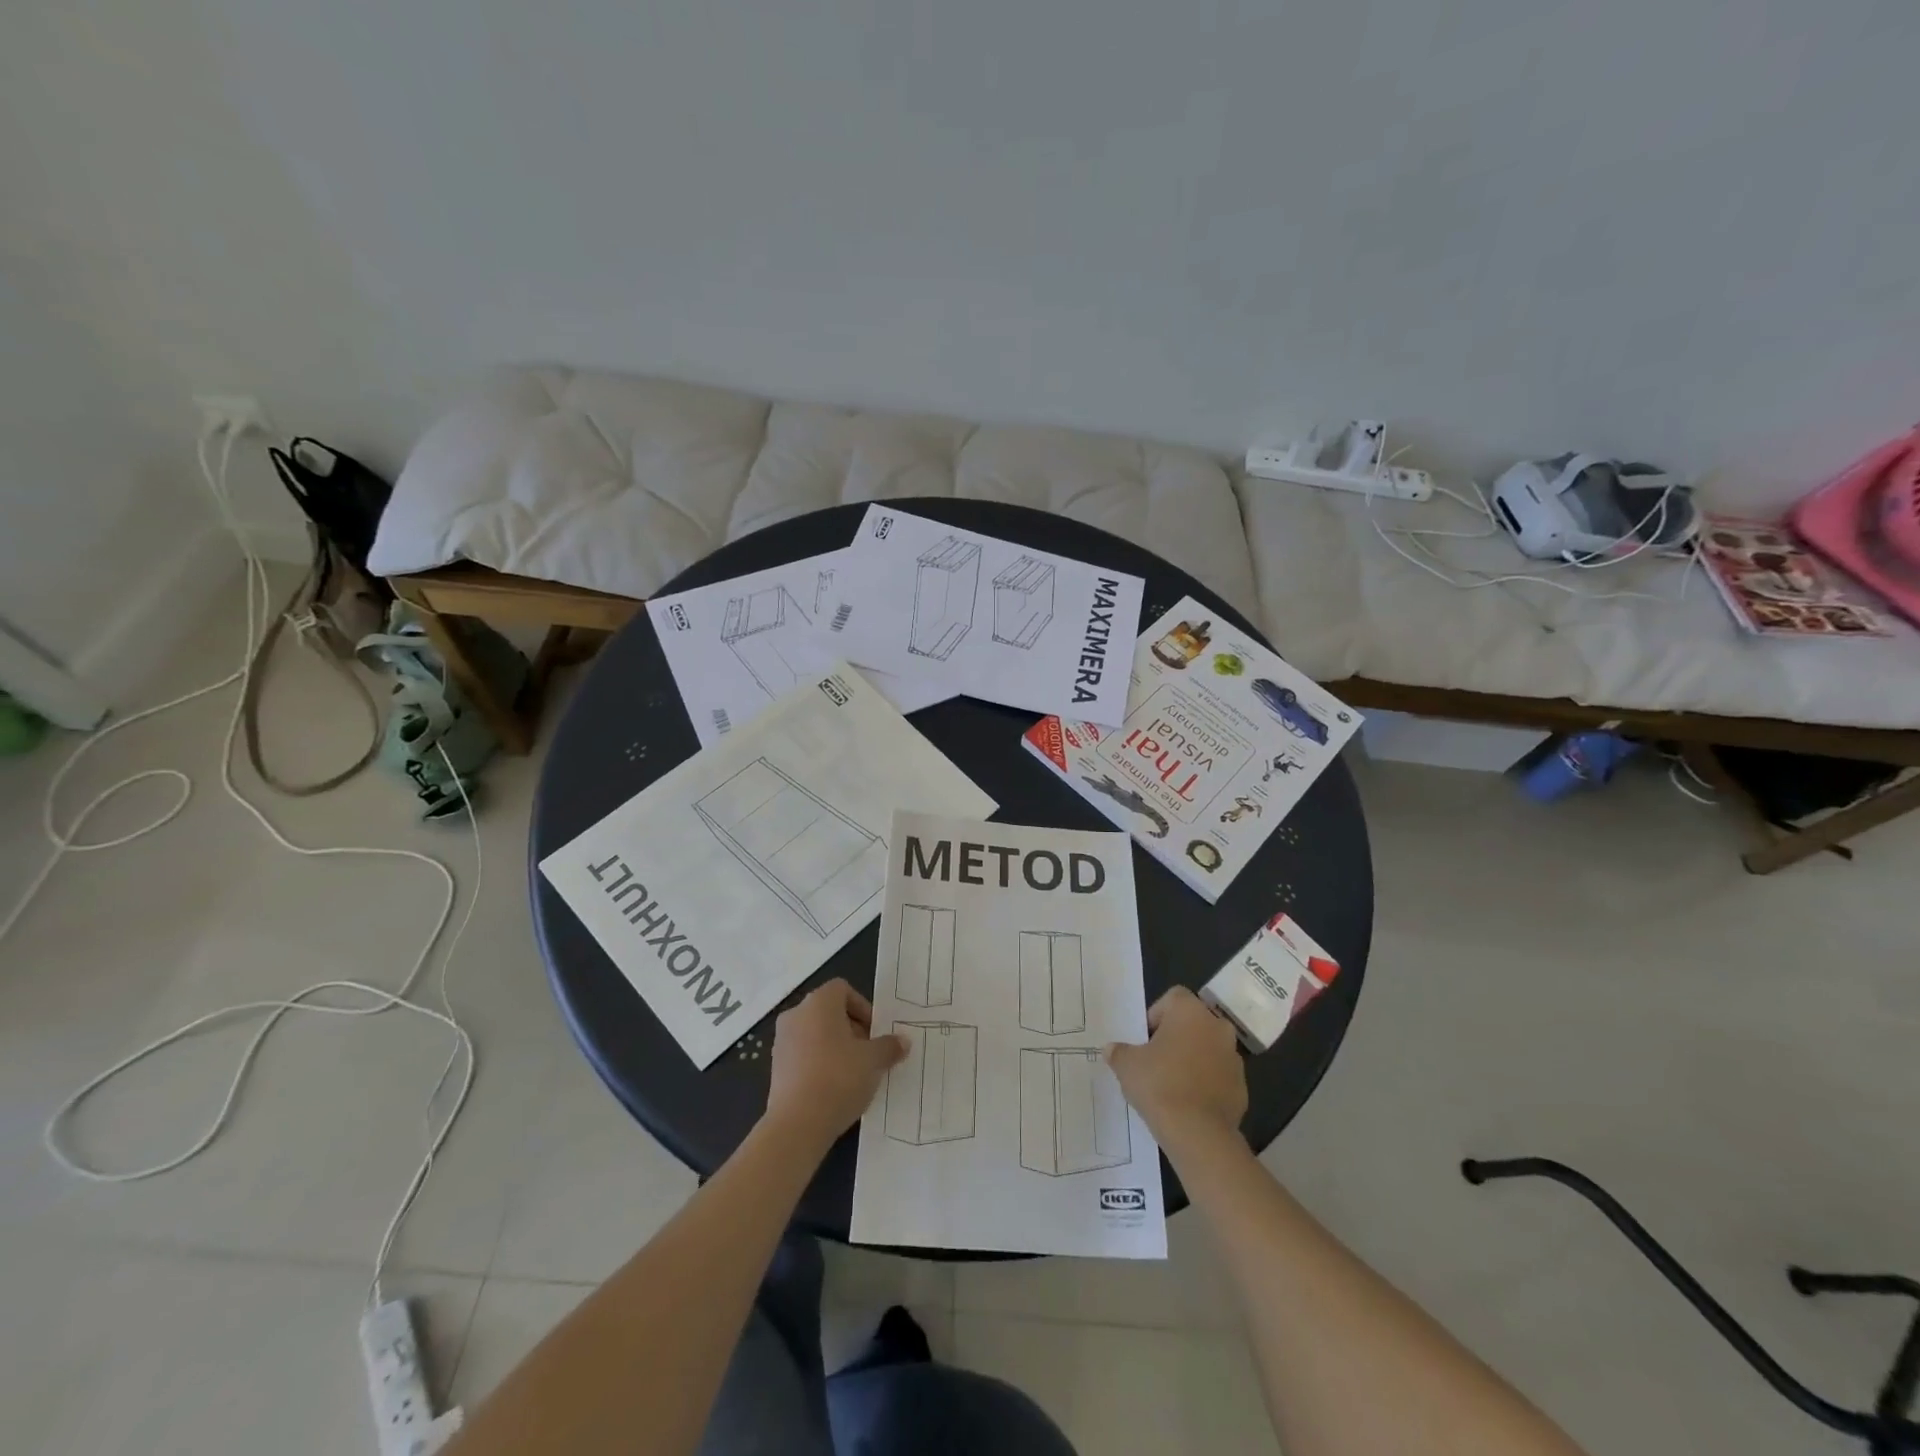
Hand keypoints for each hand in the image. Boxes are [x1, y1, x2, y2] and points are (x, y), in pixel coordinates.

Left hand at [765, 980, 907, 1153]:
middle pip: (829, 1012)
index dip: (863, 1008)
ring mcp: (782, 1041)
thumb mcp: (873, 1061)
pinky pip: (804, 1056)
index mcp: (819, 1002)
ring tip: (854, 1074)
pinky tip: (834, 1089)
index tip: (875, 1033)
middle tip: (869, 1054)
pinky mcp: (776, 1068)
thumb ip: (889, 1046)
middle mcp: (796, 1014)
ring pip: (816, 1034)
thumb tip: (902, 1041)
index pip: (843, 990)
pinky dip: (819, 1064)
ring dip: (836, 1048)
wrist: (797, 1124)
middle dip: (852, 1029)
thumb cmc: (839, 1078)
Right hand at [1106, 987, 1247, 1155]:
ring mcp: (1234, 1058)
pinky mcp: (1242, 1087)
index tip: (1145, 1040)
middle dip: (1175, 1037)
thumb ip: (1119, 1052)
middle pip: (1192, 1023)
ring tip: (1171, 1084)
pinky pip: (1218, 1076)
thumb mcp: (1127, 1065)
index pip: (1173, 997)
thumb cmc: (1159, 1085)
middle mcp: (1217, 1027)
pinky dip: (1205, 1083)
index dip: (1156, 1015)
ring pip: (1208, 1049)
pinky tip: (1188, 1103)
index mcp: (1190, 1012)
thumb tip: (1112, 1049)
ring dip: (1192, 1059)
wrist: (1198, 1134)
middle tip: (1155, 1060)